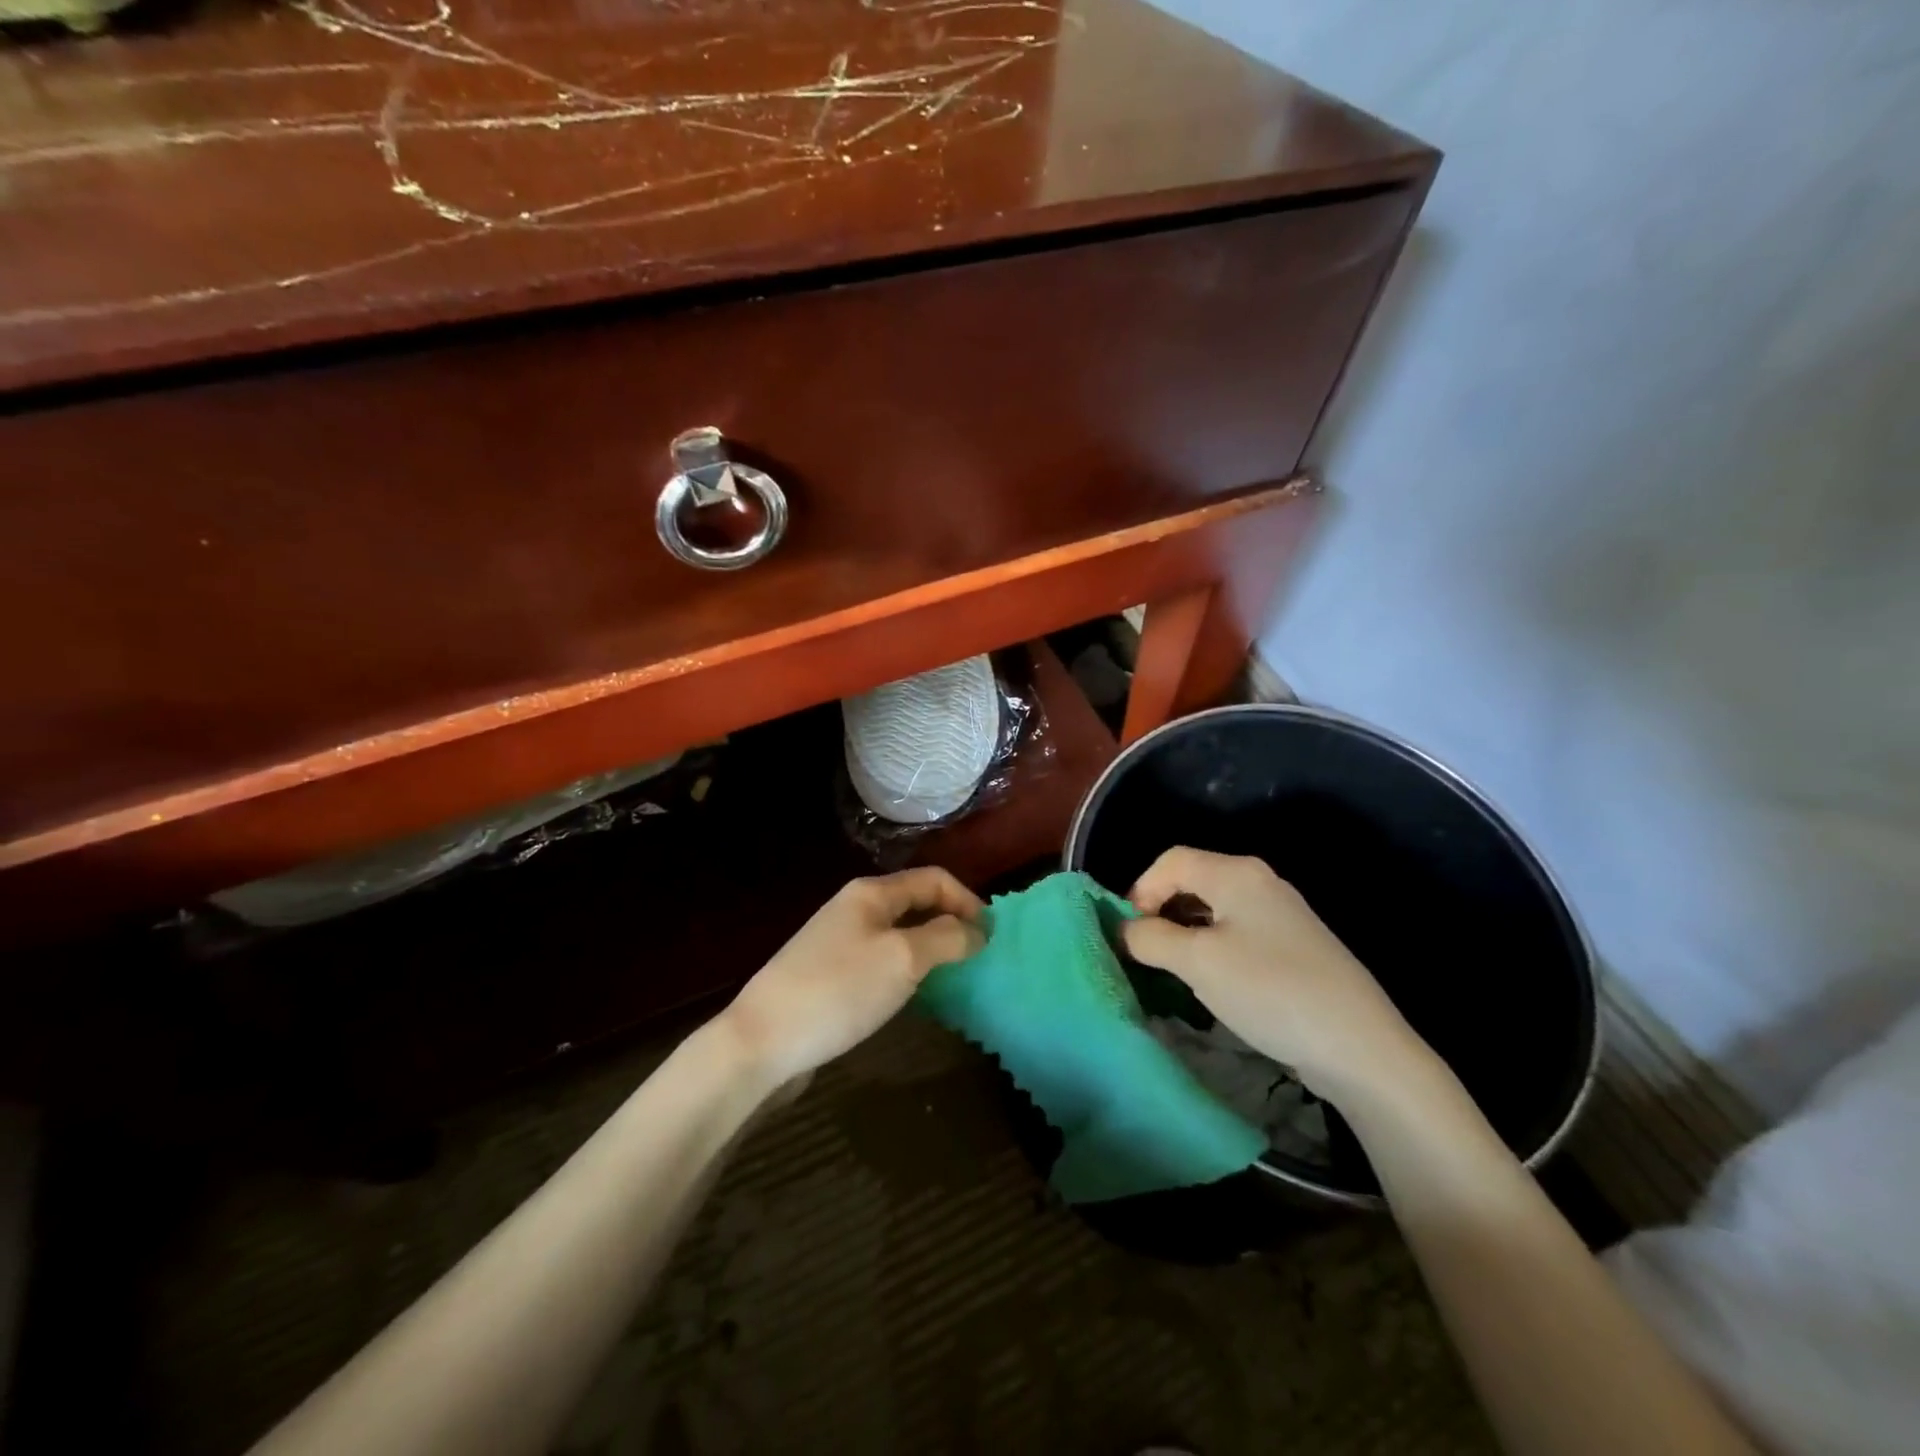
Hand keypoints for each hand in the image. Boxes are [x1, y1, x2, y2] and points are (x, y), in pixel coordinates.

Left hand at [719, 867, 984, 1090]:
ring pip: (899, 934)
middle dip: (951, 924)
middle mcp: (855, 908)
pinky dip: (906, 970)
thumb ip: (946, 938)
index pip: (934, 879)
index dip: (968, 901)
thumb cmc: (839, 990)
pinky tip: (912, 997)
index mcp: (872, 893)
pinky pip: (881, 960)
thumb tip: (976, 930)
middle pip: (916, 904)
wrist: (762, 1039)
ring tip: (952, 979)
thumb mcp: (903, 959)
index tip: (991, 937)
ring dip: (930, 949)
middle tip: (977, 959)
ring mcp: (839, 941)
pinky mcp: (829, 974)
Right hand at [1121, 847, 1428, 1107]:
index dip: (1140, 890)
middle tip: (1144, 952)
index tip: (1128, 933)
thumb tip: (1126, 930)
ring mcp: (1281, 914)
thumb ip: (1151, 938)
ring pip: (1214, 908)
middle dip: (1160, 911)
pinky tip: (1212, 981)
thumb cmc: (1270, 992)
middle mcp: (1260, 882)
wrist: (1361, 1047)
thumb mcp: (1198, 963)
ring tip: (1171, 969)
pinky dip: (1212, 947)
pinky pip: (1237, 932)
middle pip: (1192, 880)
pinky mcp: (1294, 946)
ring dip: (1184, 932)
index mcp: (1237, 873)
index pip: (1170, 861)